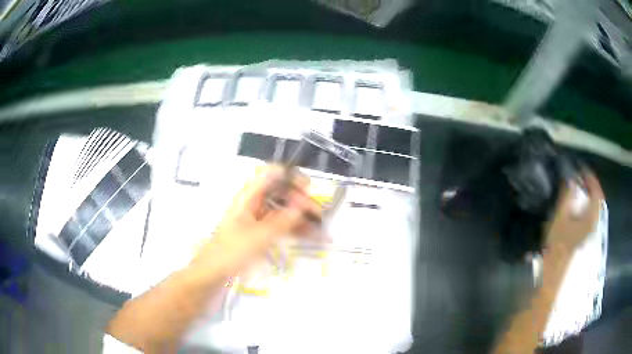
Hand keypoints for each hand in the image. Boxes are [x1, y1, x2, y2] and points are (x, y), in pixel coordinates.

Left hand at [191, 165, 321, 276]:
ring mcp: (256, 219)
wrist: (212, 274)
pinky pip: (280, 225)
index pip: (271, 174)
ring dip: (300, 216)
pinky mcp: (258, 233)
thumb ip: (283, 220)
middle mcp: (253, 204)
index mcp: (248, 197)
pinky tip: (310, 236)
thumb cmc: (231, 252)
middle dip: (301, 200)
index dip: (290, 177)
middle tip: (318, 215)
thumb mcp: (259, 237)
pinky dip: (294, 228)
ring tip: (320, 228)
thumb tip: (304, 204)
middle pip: (280, 192)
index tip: (308, 189)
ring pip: (282, 210)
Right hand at [545, 171, 603, 251]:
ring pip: (596, 206)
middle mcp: (595, 221)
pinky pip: (592, 214)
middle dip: (591, 185)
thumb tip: (570, 177)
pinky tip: (581, 204)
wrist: (556, 269)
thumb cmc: (558, 244)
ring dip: (590, 195)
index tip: (580, 168)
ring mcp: (592, 229)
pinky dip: (588, 204)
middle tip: (581, 176)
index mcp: (591, 216)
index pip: (596, 191)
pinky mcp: (587, 234)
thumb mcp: (560, 218)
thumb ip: (567, 196)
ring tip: (581, 187)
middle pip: (598, 198)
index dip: (590, 177)